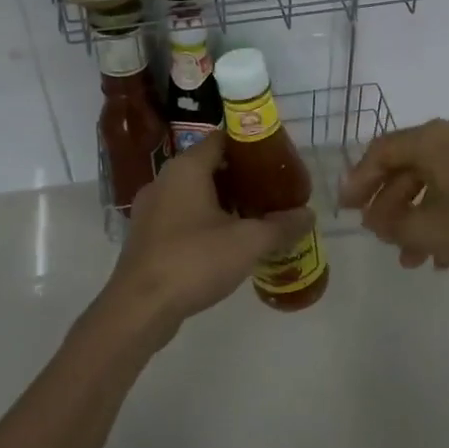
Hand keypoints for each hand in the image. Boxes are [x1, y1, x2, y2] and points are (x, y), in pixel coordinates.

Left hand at [95, 131, 314, 344]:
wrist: (139, 308)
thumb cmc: (194, 260)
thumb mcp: (248, 242)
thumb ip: (281, 226)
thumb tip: (309, 215)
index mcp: (187, 168)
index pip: (222, 139)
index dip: (251, 146)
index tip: (276, 161)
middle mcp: (165, 180)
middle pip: (209, 166)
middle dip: (242, 178)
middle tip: (273, 192)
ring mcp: (152, 209)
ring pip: (195, 194)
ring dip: (224, 202)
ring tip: (256, 217)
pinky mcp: (147, 236)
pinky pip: (182, 216)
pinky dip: (206, 221)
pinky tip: (228, 243)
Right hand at [337, 119, 448, 274]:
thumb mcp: (429, 230)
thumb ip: (392, 224)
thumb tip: (377, 220)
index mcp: (433, 141)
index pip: (382, 151)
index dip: (359, 180)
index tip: (345, 210)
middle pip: (407, 167)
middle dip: (388, 205)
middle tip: (377, 236)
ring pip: (434, 184)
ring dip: (415, 219)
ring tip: (408, 259)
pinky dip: (443, 219)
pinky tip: (443, 257)